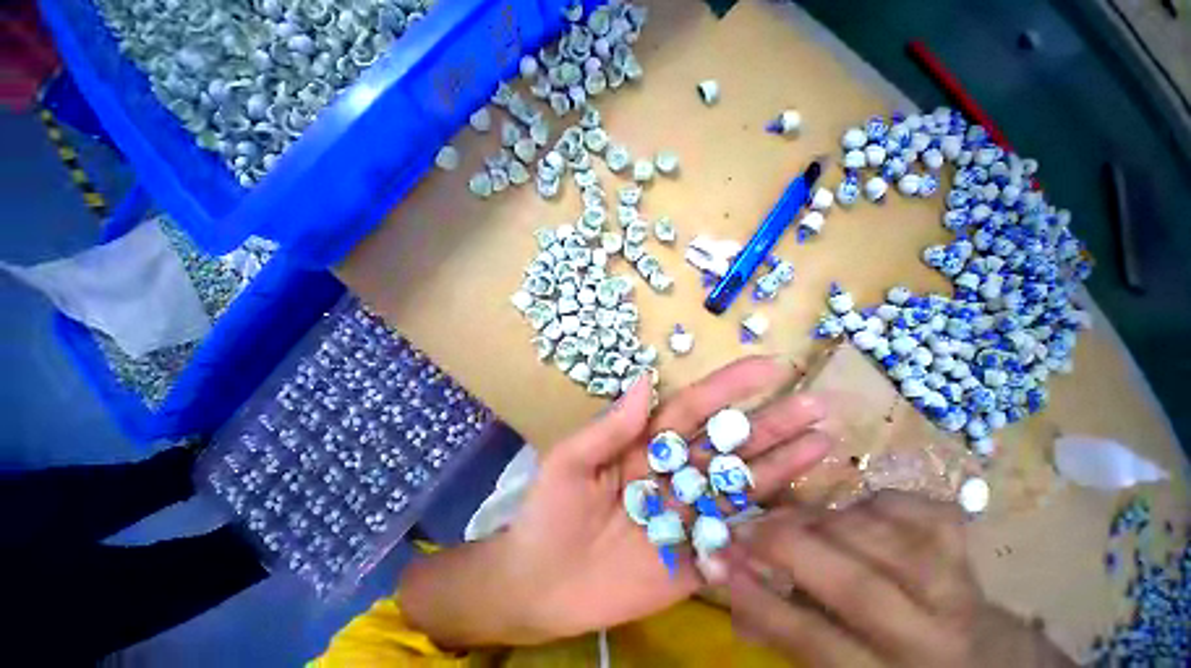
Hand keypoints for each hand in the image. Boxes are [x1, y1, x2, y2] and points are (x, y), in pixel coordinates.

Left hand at [401, 356, 830, 647]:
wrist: (540, 584)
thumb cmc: (548, 513)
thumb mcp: (569, 462)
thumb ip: (608, 428)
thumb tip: (643, 383)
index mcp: (645, 444)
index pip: (693, 408)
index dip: (729, 387)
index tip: (769, 367)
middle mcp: (673, 471)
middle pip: (727, 443)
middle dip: (770, 423)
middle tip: (816, 405)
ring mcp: (688, 515)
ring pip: (741, 485)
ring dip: (782, 464)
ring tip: (825, 442)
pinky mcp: (695, 560)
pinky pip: (738, 540)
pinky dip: (771, 526)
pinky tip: (808, 507)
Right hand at [709, 491, 1074, 666]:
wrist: (981, 658)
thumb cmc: (892, 666)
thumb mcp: (840, 665)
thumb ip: (788, 625)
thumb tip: (732, 581)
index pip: (818, 642)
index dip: (763, 602)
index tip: (723, 563)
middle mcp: (932, 635)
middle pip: (858, 586)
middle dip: (788, 547)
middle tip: (746, 527)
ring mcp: (955, 582)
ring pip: (879, 538)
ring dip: (821, 521)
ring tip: (792, 521)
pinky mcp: (962, 544)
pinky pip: (910, 508)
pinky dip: (871, 501)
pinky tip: (855, 513)